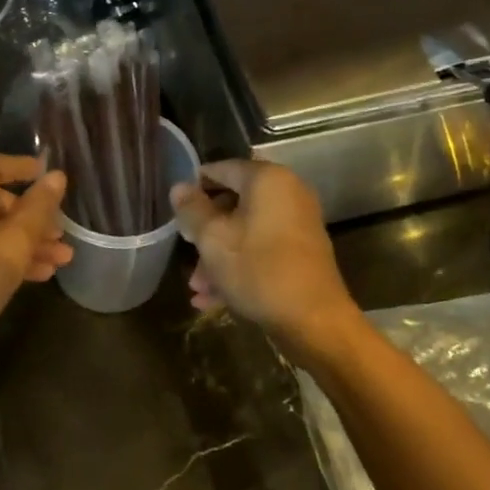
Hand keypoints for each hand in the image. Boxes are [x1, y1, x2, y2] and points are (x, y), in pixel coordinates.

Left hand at [0, 155, 70, 375]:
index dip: (24, 168)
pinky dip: (8, 258)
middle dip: (33, 218)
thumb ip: (39, 208)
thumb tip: (57, 176)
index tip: (50, 175)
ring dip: (27, 243)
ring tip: (61, 259)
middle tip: (61, 233)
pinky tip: (39, 274)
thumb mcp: (15, 241)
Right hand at [170, 160, 357, 343]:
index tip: (175, 209)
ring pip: (246, 231)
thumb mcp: (213, 240)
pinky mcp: (302, 252)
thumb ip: (192, 210)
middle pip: (234, 202)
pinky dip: (239, 266)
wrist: (314, 320)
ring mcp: (298, 223)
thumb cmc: (258, 270)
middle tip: (185, 251)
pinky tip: (213, 299)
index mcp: (267, 180)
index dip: (195, 186)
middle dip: (205, 231)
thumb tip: (179, 187)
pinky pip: (262, 249)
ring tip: (197, 288)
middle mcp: (287, 193)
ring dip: (218, 256)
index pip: (222, 169)